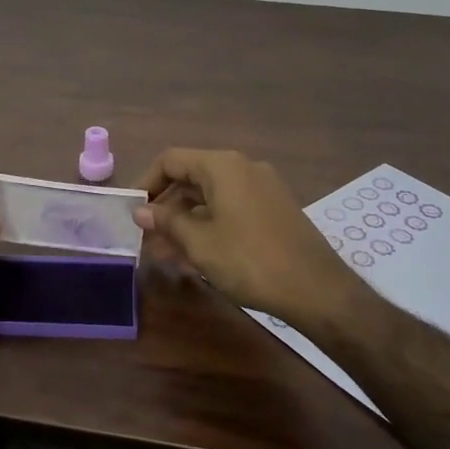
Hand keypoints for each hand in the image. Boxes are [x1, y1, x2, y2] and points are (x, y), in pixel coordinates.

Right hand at [132, 148, 363, 333]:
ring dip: (185, 220)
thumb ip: (166, 222)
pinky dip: (209, 225)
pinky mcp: (274, 209)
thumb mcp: (199, 242)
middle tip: (146, 237)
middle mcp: (243, 167)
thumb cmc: (249, 260)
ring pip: (211, 197)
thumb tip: (140, 212)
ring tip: (165, 252)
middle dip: (165, 206)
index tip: (132, 212)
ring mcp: (263, 188)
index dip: (146, 182)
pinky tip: (197, 255)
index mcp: (222, 166)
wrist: (316, 289)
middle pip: (191, 177)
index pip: (171, 160)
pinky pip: (231, 208)